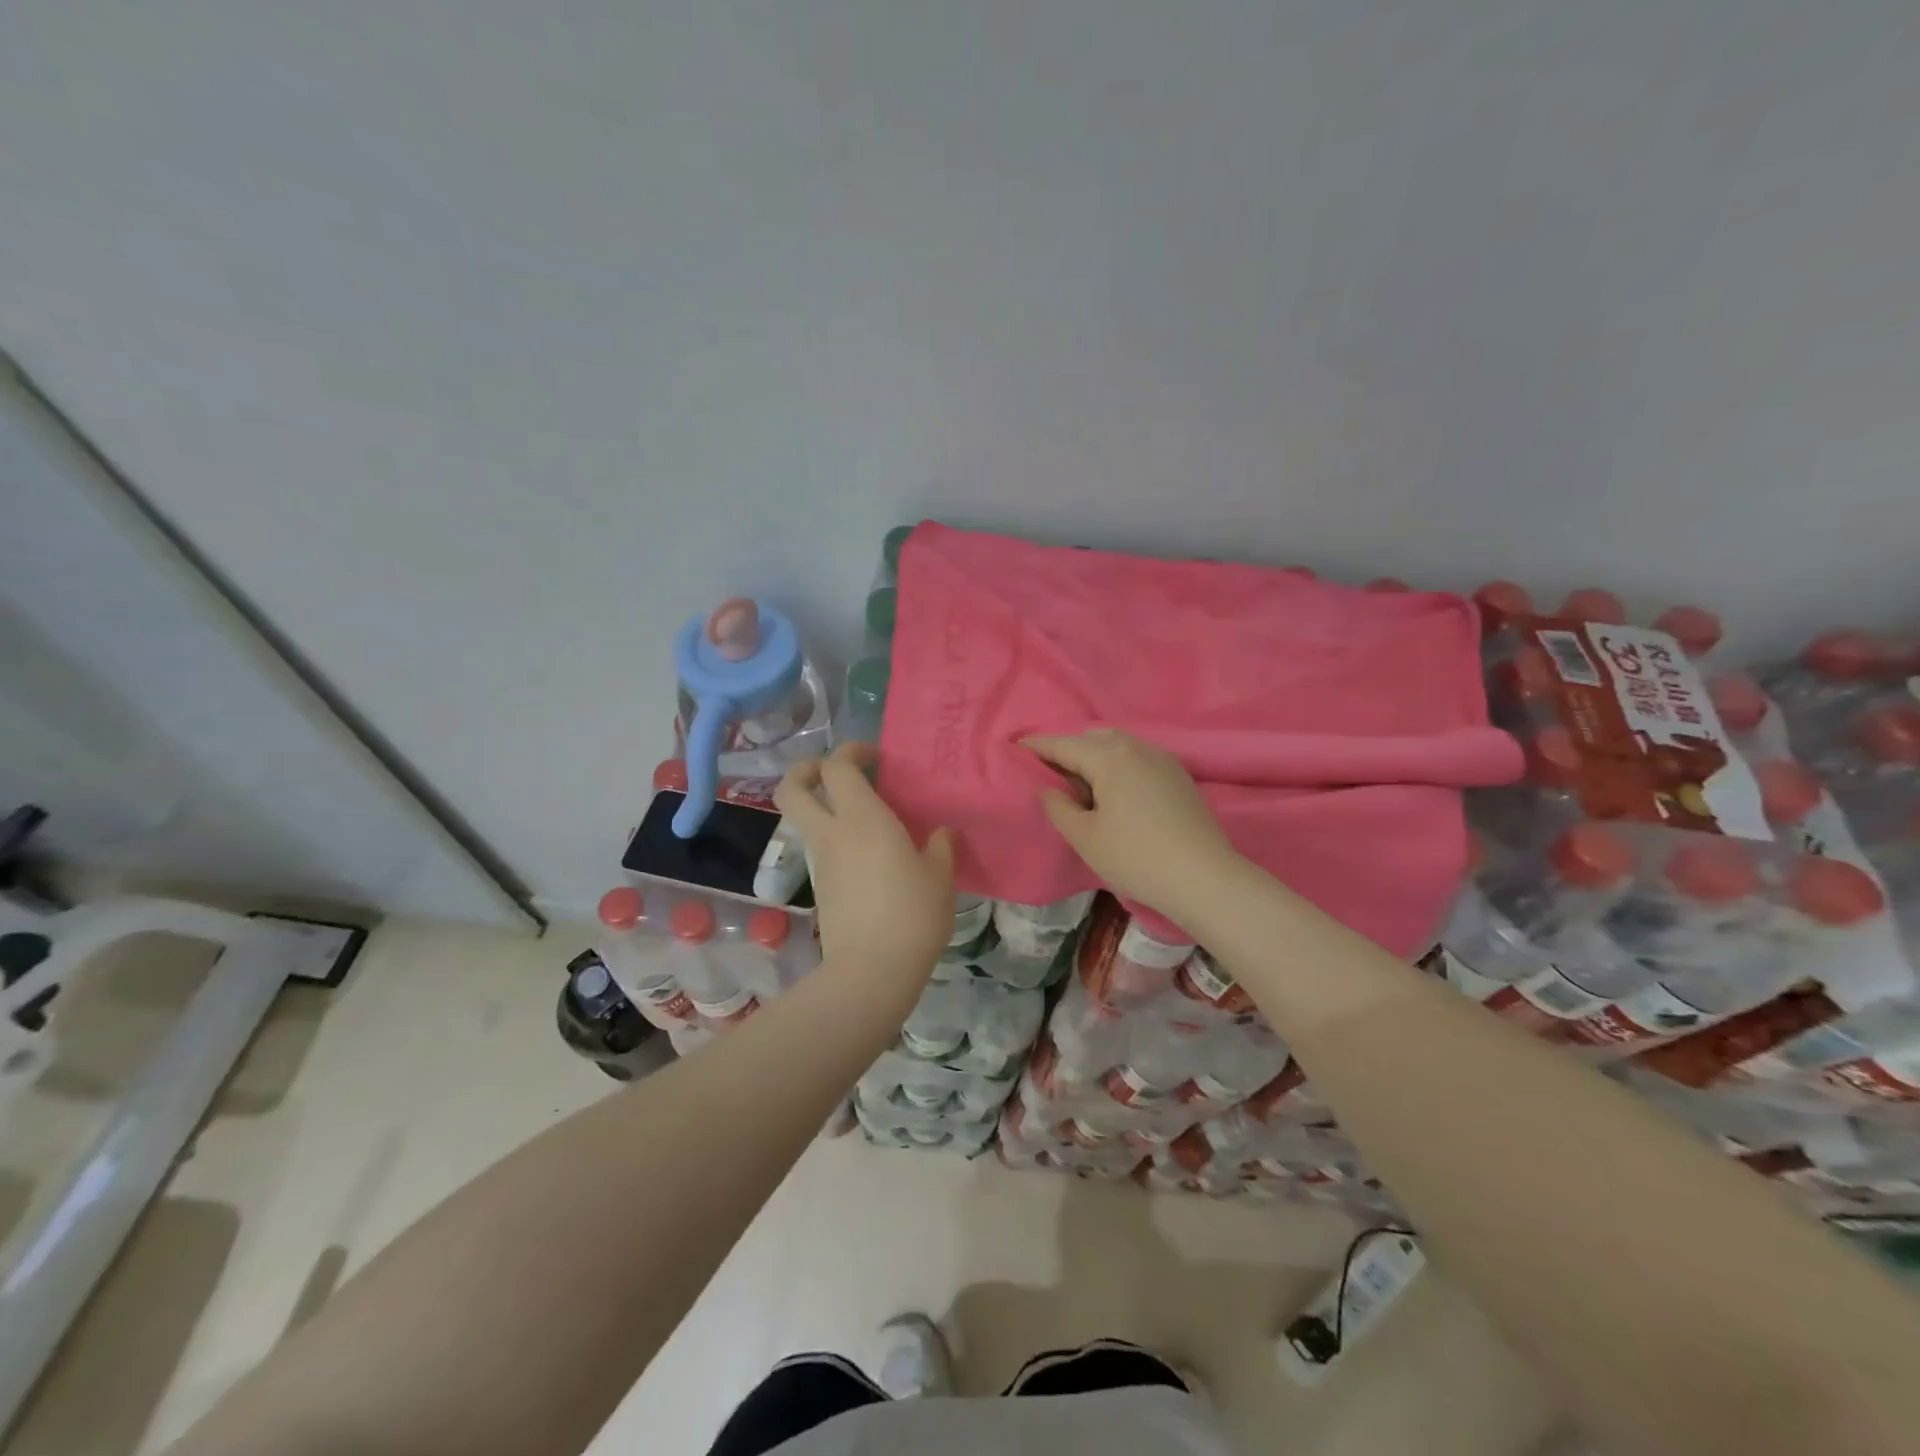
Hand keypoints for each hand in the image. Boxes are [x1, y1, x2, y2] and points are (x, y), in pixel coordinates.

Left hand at [775, 743, 955, 985]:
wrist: (872, 972)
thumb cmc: (912, 914)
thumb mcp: (940, 876)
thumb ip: (942, 846)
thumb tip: (943, 833)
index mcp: (862, 818)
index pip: (837, 766)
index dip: (851, 751)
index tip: (876, 757)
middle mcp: (832, 834)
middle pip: (792, 789)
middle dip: (804, 771)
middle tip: (833, 772)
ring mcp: (822, 863)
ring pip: (807, 821)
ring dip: (826, 809)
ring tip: (869, 821)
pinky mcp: (822, 889)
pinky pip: (824, 851)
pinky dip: (839, 841)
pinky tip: (874, 859)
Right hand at [1022, 729, 1242, 925]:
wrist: (1204, 878)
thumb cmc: (1136, 858)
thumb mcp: (1085, 837)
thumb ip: (1058, 807)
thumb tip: (1046, 788)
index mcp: (1109, 757)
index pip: (1064, 745)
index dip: (1037, 747)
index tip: (1014, 748)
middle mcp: (1136, 747)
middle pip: (1092, 738)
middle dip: (1066, 748)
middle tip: (1045, 769)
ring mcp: (1162, 758)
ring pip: (1117, 745)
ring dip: (1093, 754)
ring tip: (1077, 779)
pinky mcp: (1178, 775)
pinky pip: (1137, 757)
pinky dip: (1116, 762)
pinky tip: (1112, 787)